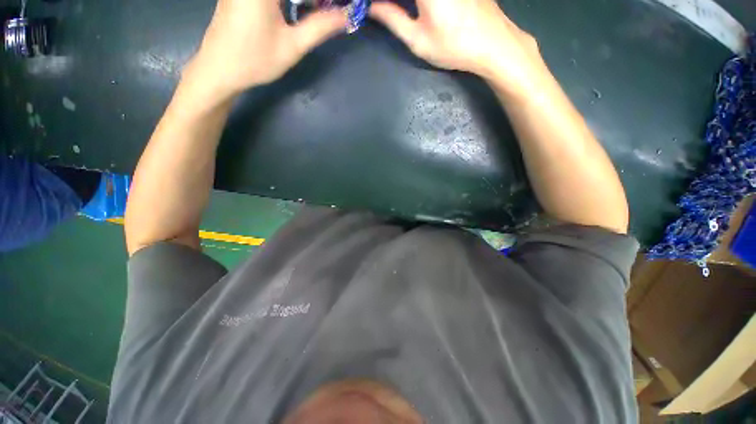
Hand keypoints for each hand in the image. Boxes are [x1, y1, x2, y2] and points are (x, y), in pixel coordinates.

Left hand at [186, 0, 347, 98]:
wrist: (219, 69)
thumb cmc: (255, 59)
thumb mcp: (292, 46)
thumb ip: (320, 27)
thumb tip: (346, 16)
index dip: (324, 0)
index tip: (340, 7)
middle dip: (315, 1)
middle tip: (331, 11)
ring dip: (304, 1)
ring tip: (318, 12)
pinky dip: (291, 1)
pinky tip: (300, 10)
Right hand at [370, 0, 543, 88]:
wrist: (492, 43)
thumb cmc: (452, 46)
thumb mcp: (417, 39)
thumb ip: (392, 18)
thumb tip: (371, 7)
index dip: (380, 1)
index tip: (372, 8)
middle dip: (395, 1)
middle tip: (384, 11)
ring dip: (406, 1)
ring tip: (402, 11)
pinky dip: (422, 0)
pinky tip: (420, 9)